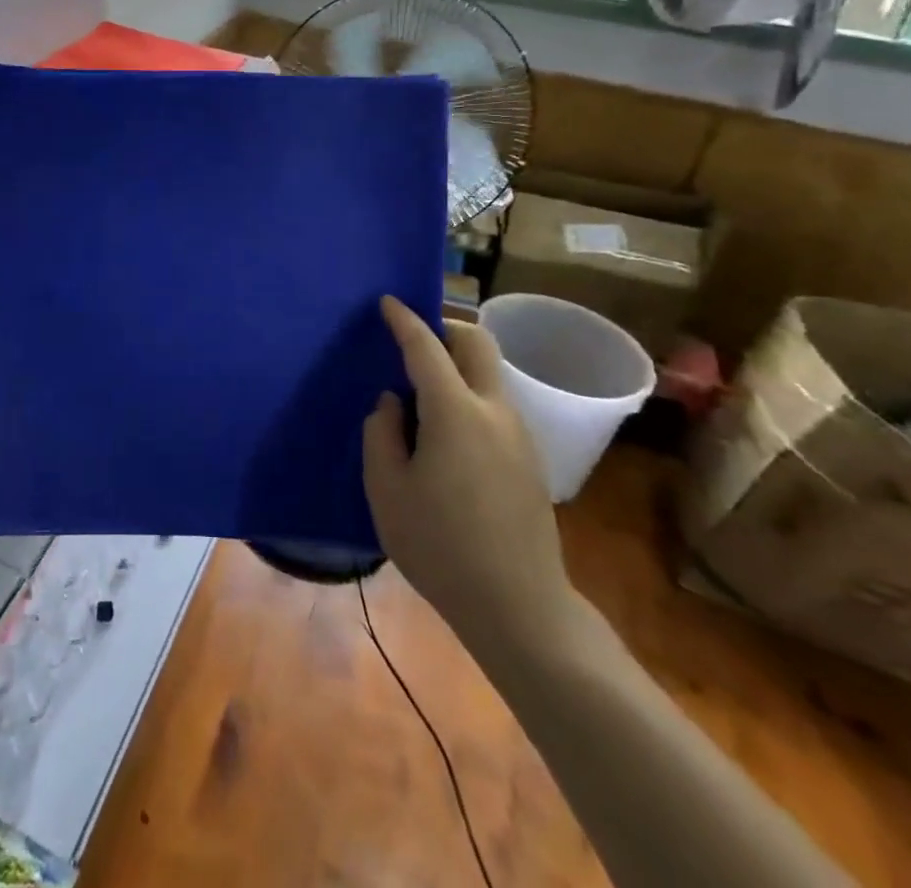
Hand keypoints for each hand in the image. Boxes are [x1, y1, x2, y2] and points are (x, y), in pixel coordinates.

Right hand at [362, 296, 581, 665]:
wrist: (519, 607)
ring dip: (457, 365)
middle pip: (477, 344)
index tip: (387, 302)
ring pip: (489, 374)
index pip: (427, 347)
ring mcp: (519, 434)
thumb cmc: (440, 546)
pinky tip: (444, 433)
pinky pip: (495, 404)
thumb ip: (382, 434)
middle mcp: (494, 411)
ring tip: (419, 395)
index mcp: (455, 412)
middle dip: (444, 329)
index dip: (404, 320)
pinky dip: (468, 394)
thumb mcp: (386, 490)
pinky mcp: (529, 459)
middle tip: (411, 343)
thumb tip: (393, 403)